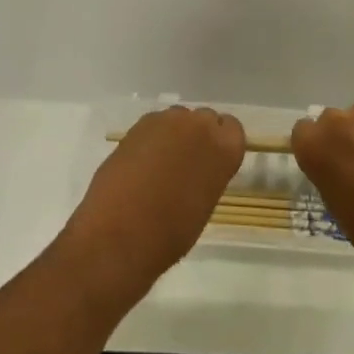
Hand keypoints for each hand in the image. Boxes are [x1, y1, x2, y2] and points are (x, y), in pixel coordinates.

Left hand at [66, 106, 245, 296]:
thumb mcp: (205, 203)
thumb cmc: (171, 232)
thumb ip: (208, 175)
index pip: (232, 128)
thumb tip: (195, 170)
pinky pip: (153, 127)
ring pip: (177, 119)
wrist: (121, 234)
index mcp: (225, 148)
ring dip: (173, 135)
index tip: (211, 162)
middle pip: (204, 119)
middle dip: (197, 136)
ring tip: (159, 166)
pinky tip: (139, 165)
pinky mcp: (137, 126)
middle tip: (185, 164)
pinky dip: (150, 140)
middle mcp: (199, 125)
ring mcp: (166, 121)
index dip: (220, 144)